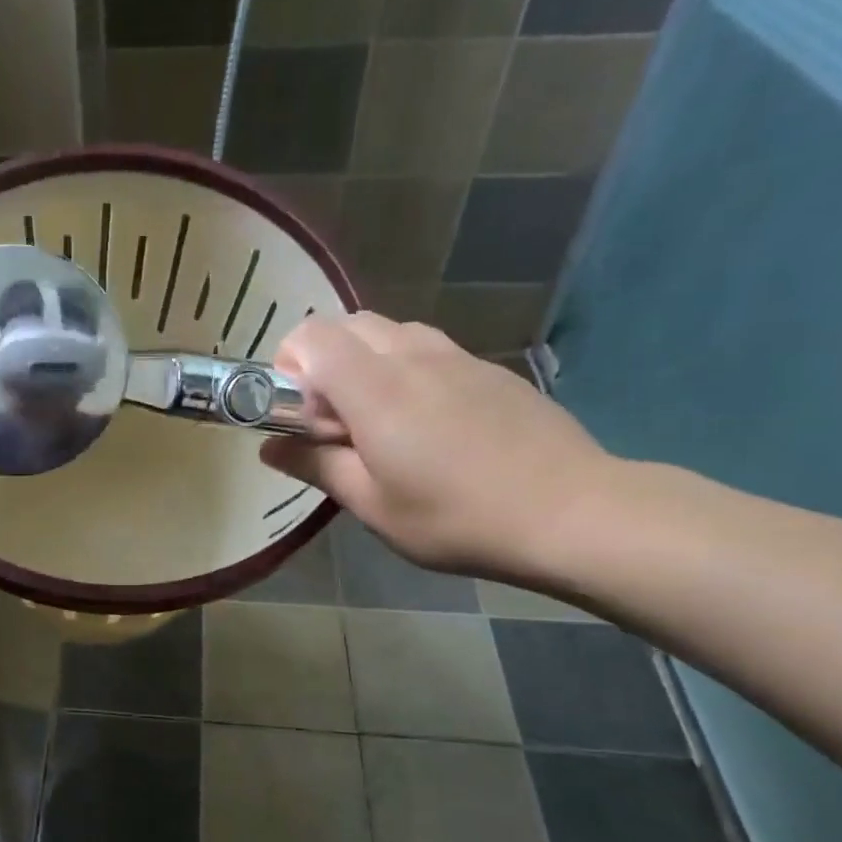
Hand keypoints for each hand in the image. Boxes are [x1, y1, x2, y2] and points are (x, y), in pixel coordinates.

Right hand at [260, 314, 614, 578]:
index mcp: (373, 387)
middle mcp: (410, 355)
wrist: (572, 511)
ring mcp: (455, 356)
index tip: (300, 416)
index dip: (289, 367)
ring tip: (379, 419)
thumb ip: (315, 466)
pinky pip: (428, 348)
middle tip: (334, 421)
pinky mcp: (488, 368)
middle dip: (322, 360)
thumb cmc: (457, 517)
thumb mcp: (372, 506)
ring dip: (365, 361)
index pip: (310, 336)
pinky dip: (406, 368)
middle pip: (346, 324)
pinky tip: (429, 423)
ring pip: (388, 331)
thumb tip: (269, 448)